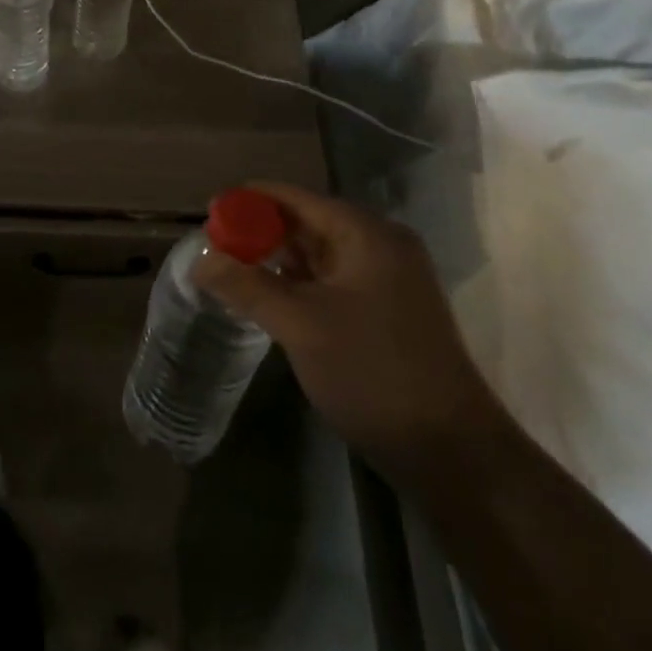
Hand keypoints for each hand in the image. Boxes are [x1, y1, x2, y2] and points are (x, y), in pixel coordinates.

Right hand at [193, 181, 505, 479]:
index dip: (248, 202)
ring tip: (233, 272)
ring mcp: (388, 279)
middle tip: (215, 249)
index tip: (208, 215)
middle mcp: (380, 244)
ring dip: (277, 260)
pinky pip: (333, 280)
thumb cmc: (372, 373)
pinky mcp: (388, 310)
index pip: (294, 198)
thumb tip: (199, 259)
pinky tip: (270, 299)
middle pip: (306, 222)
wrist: (452, 452)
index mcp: (365, 233)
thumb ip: (245, 285)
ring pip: (318, 254)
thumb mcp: (298, 324)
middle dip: (260, 233)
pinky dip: (300, 284)